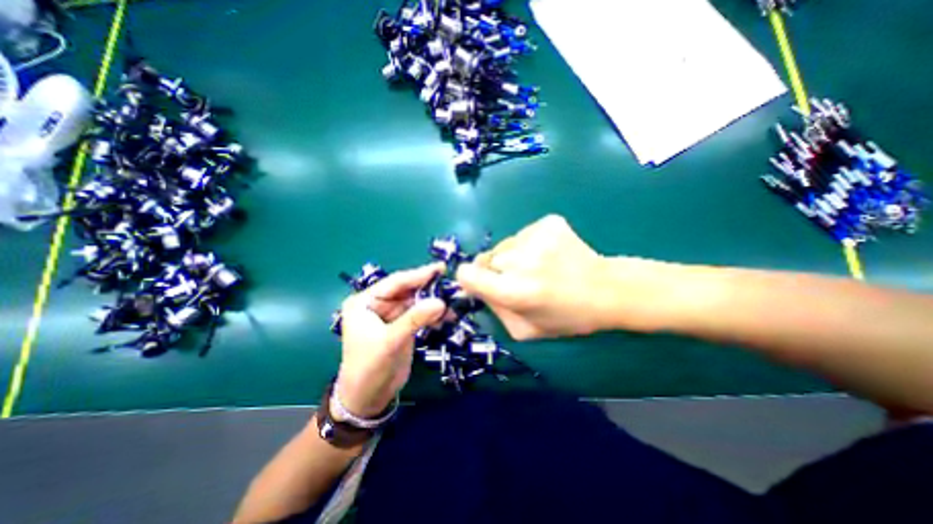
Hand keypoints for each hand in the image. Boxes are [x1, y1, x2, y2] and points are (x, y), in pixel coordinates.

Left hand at [335, 264, 447, 418]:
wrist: (368, 398)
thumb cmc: (369, 367)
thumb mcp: (390, 340)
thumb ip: (415, 319)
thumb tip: (441, 302)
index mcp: (365, 301)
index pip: (395, 282)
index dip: (418, 275)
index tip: (441, 267)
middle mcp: (378, 304)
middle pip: (408, 290)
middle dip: (429, 288)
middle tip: (451, 283)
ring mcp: (392, 315)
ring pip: (417, 302)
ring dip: (434, 303)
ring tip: (454, 301)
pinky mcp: (403, 326)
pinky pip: (421, 314)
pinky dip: (434, 315)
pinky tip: (448, 316)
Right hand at [455, 213, 665, 339]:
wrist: (607, 290)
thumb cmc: (567, 317)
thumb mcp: (524, 330)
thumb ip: (494, 310)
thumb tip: (476, 288)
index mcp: (514, 291)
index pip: (467, 274)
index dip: (469, 279)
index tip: (481, 283)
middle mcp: (521, 260)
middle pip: (486, 259)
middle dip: (496, 270)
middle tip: (519, 279)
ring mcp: (536, 236)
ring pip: (505, 245)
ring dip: (513, 256)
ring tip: (539, 266)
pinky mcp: (548, 222)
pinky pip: (523, 234)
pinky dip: (530, 244)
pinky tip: (550, 254)